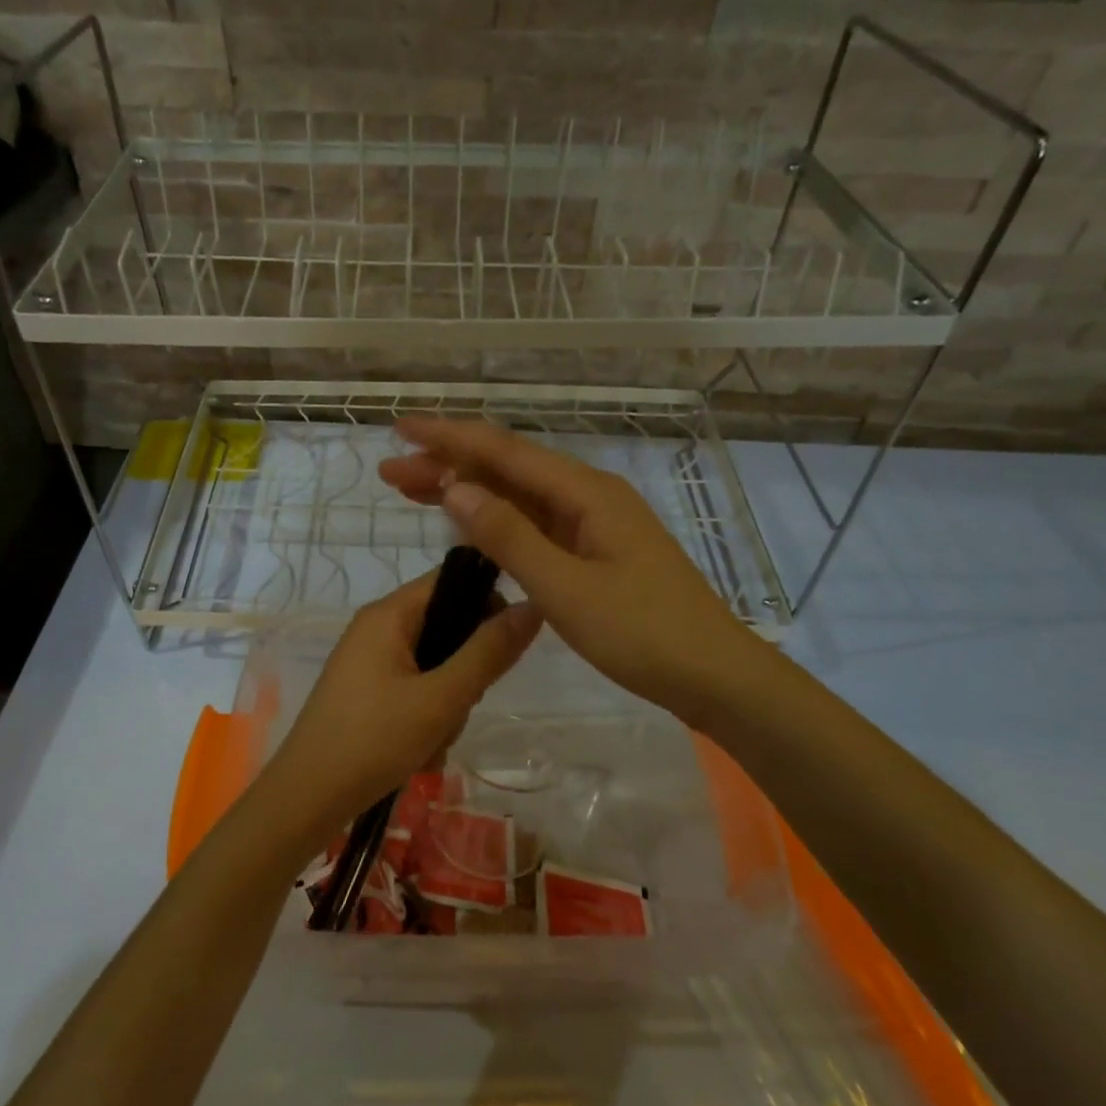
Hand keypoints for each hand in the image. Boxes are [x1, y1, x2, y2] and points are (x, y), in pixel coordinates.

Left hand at [262, 571, 541, 831]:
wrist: (306, 799)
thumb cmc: (373, 740)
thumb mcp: (442, 698)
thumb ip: (489, 652)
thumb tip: (532, 607)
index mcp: (389, 614)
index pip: (452, 579)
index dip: (487, 602)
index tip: (507, 646)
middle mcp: (377, 628)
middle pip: (446, 625)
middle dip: (465, 669)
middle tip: (460, 706)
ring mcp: (368, 661)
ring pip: (434, 665)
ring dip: (447, 703)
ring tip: (435, 739)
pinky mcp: (366, 692)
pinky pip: (413, 689)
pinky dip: (425, 717)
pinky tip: (420, 752)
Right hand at [378, 417, 752, 723]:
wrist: (713, 675)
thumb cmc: (643, 633)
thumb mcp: (566, 588)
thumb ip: (509, 537)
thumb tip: (454, 488)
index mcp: (585, 493)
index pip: (504, 452)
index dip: (450, 438)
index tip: (401, 431)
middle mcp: (588, 496)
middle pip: (508, 469)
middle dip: (448, 465)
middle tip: (391, 474)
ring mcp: (593, 524)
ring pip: (518, 496)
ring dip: (467, 492)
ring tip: (413, 492)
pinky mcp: (594, 551)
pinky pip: (534, 523)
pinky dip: (495, 521)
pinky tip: (469, 526)